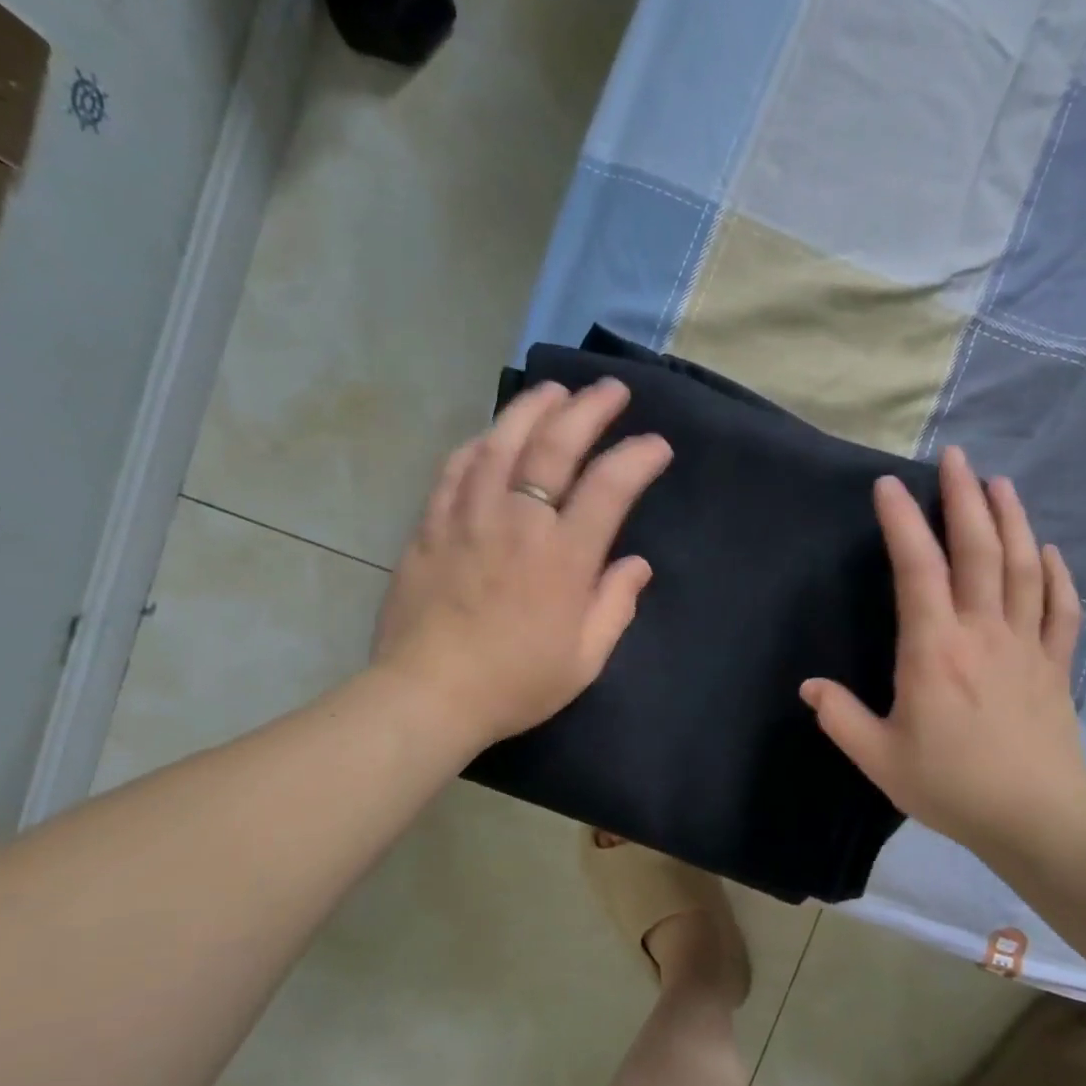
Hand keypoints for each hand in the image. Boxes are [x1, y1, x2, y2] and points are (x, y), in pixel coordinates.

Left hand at [369, 379, 671, 748]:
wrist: (428, 695)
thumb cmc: (516, 683)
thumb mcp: (585, 659)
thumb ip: (615, 605)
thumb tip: (636, 564)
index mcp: (564, 557)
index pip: (610, 486)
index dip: (638, 457)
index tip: (656, 446)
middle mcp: (519, 522)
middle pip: (555, 446)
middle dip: (589, 409)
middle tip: (611, 390)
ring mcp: (469, 517)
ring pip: (501, 442)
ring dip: (532, 408)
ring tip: (555, 390)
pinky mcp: (432, 525)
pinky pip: (456, 468)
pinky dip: (480, 442)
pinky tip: (493, 434)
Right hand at [801, 447, 1085, 873]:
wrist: (1038, 818)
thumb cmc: (951, 785)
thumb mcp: (879, 757)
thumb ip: (840, 717)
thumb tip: (810, 687)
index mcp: (934, 649)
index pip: (918, 569)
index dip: (903, 522)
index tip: (890, 486)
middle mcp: (982, 632)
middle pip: (978, 551)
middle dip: (966, 498)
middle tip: (957, 457)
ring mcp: (1025, 645)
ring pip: (1023, 568)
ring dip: (1012, 520)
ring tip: (1001, 484)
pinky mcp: (1055, 665)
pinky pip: (1060, 609)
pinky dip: (1055, 574)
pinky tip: (1046, 551)